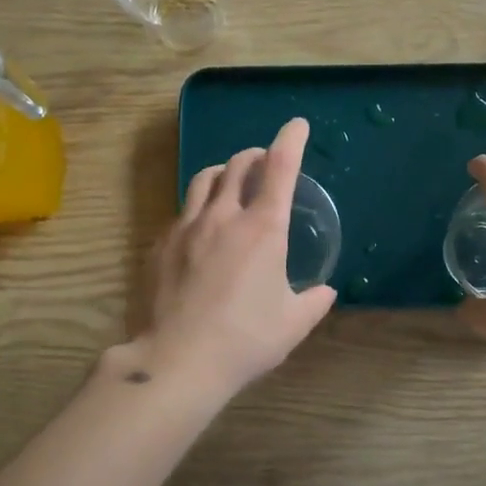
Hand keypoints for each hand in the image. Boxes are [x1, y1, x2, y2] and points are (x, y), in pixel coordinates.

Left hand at [132, 117, 337, 401]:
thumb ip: (313, 301)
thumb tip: (325, 291)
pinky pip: (182, 211)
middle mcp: (224, 216)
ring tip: (230, 180)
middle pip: (238, 164)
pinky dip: (199, 207)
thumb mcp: (292, 324)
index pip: (280, 167)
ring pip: (204, 180)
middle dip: (255, 154)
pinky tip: (200, 228)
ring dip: (223, 171)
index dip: (290, 140)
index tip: (296, 125)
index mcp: (262, 228)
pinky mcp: (161, 245)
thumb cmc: (245, 340)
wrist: (178, 360)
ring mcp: (187, 228)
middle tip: (264, 160)